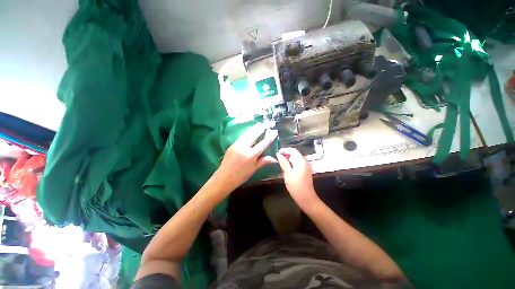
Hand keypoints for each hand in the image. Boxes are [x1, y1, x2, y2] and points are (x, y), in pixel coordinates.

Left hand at [214, 124, 277, 191]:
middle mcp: (243, 148)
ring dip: (253, 129)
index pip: (263, 144)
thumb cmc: (241, 176)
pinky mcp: (232, 145)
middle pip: (253, 135)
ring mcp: (236, 145)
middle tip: (265, 124)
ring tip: (258, 124)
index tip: (274, 131)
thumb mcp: (253, 169)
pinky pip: (241, 137)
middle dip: (260, 129)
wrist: (224, 177)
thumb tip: (275, 159)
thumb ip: (263, 161)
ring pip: (246, 134)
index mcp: (251, 155)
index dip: (269, 137)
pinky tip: (249, 131)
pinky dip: (247, 133)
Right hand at [276, 148, 318, 208]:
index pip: (292, 150)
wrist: (306, 198)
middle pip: (294, 154)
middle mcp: (304, 161)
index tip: (276, 153)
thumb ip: (283, 162)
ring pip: (295, 159)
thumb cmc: (296, 186)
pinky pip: (297, 163)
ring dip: (288, 159)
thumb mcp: (287, 173)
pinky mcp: (304, 171)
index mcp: (301, 161)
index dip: (284, 150)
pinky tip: (286, 168)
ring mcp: (305, 166)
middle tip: (277, 159)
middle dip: (285, 155)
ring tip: (280, 164)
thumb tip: (278, 154)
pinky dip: (291, 164)